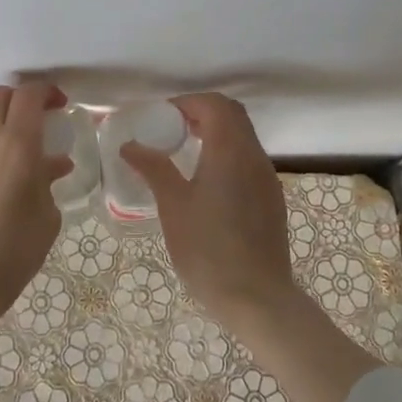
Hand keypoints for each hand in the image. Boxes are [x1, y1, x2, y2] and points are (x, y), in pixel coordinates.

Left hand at [0, 81, 71, 360]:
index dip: (47, 91)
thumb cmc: (9, 255)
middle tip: (39, 118)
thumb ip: (48, 183)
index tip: (60, 104)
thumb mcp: (45, 220)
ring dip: (0, 116)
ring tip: (18, 141)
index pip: (29, 95)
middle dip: (21, 98)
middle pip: (0, 95)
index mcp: (16, 145)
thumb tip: (52, 165)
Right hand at [119, 93, 298, 328]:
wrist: (257, 298)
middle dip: (202, 112)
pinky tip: (206, 181)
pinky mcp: (271, 198)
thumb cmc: (208, 250)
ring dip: (216, 133)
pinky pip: (248, 159)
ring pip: (243, 137)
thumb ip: (154, 169)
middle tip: (171, 129)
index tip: (161, 118)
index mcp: (230, 151)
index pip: (214, 104)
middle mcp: (254, 156)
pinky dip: (227, 154)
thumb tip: (130, 145)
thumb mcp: (173, 206)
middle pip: (232, 114)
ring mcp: (267, 178)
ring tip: (184, 152)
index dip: (186, 103)